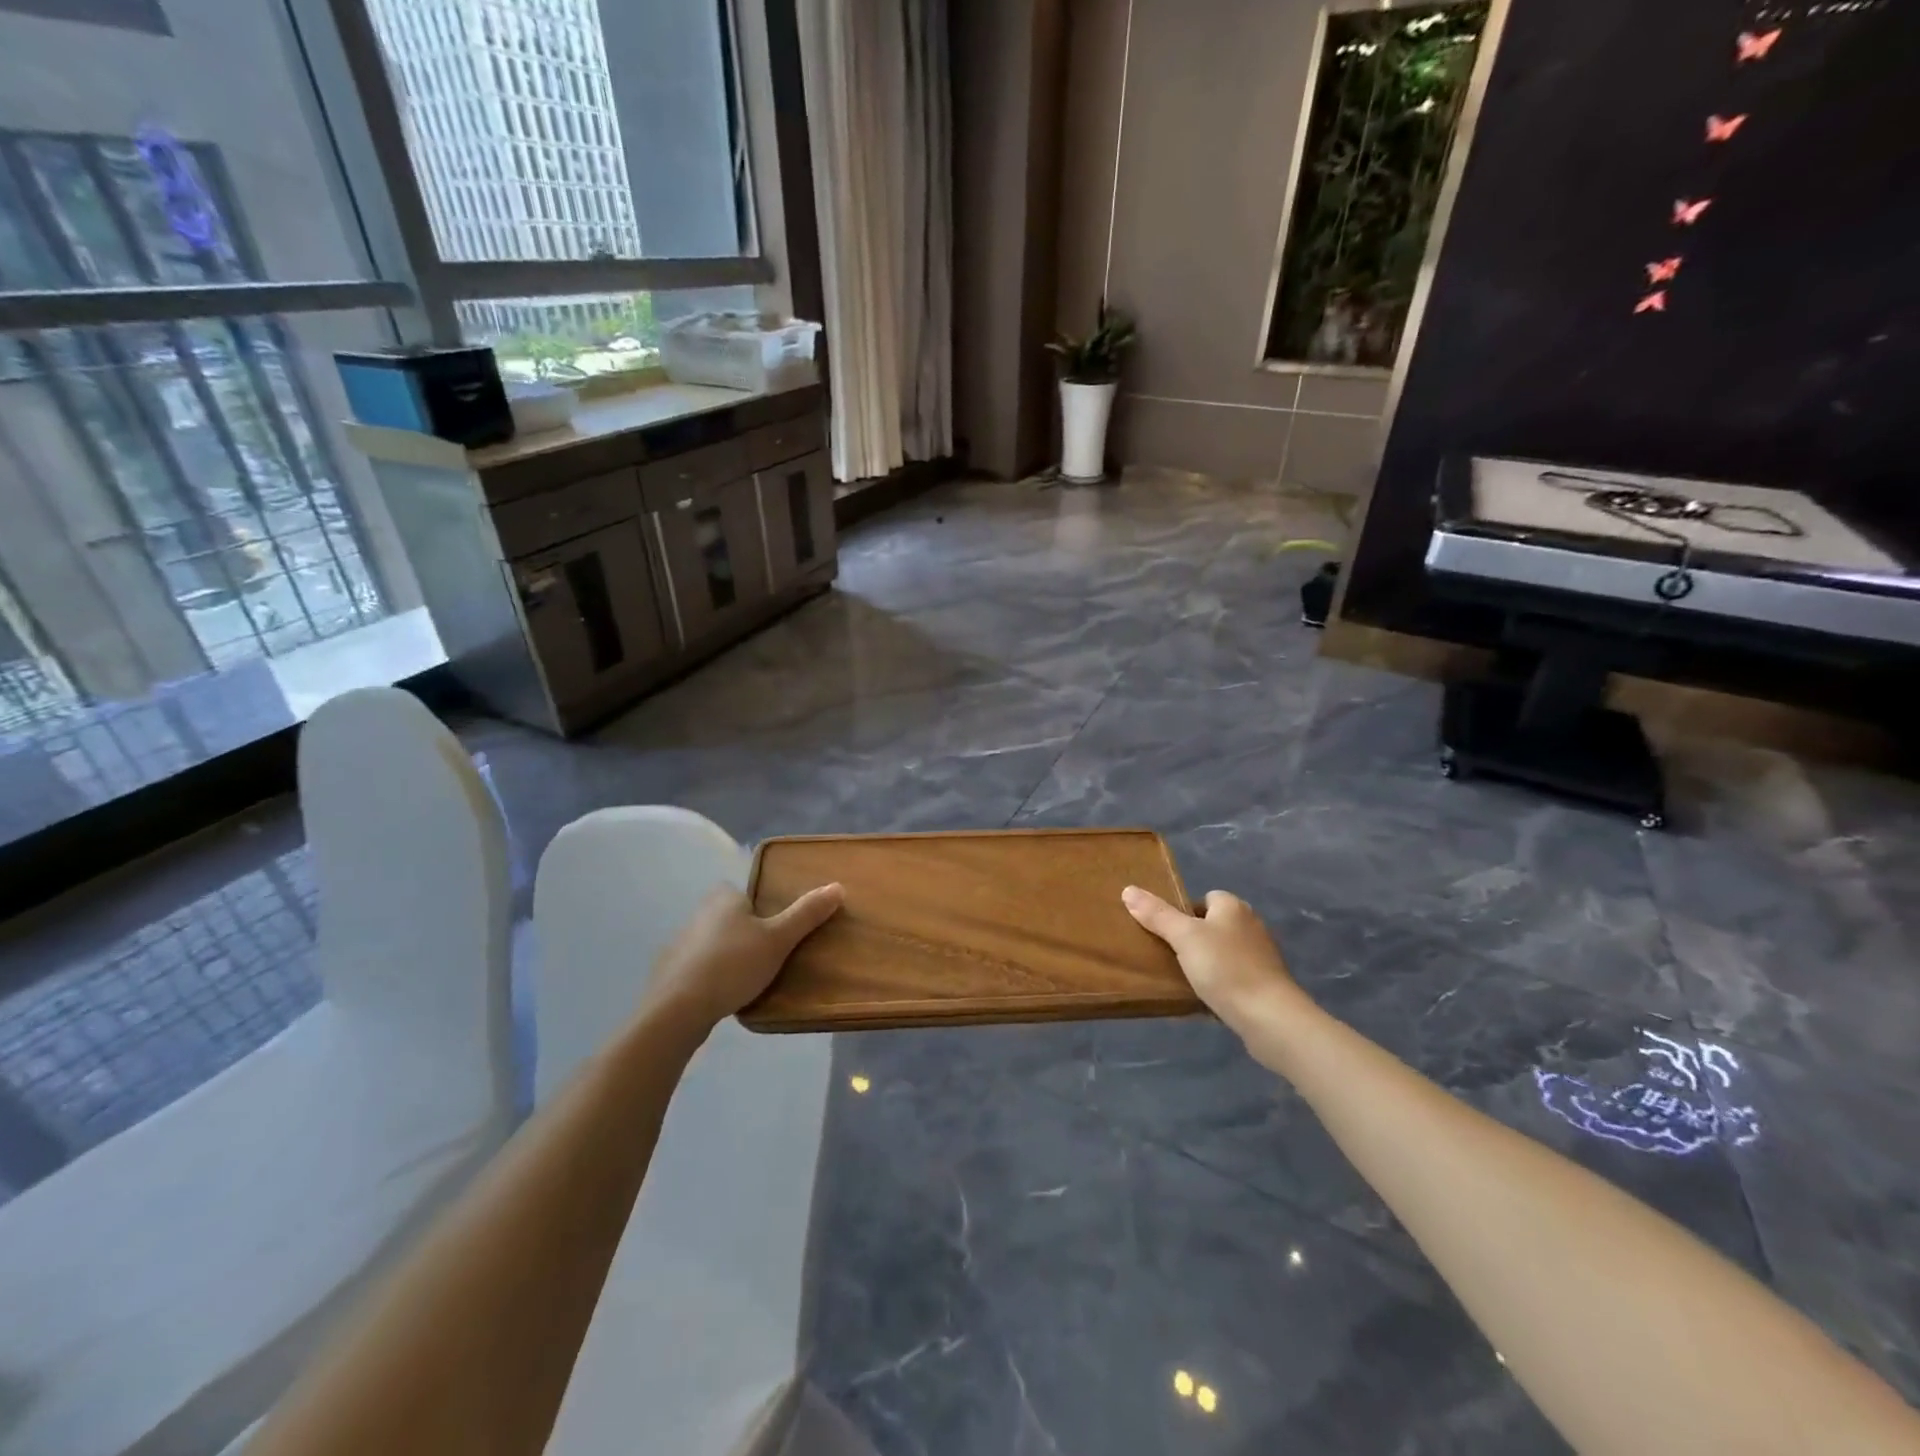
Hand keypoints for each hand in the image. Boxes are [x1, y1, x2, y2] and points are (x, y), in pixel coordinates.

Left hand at [643, 883, 844, 1035]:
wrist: (677, 1010)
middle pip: (729, 917)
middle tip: (770, 953)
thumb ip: (806, 914)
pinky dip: (710, 976)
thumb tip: (838, 886)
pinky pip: (698, 967)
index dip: (760, 907)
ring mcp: (679, 944)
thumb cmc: (733, 965)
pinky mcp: (669, 973)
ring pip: (713, 943)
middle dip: (746, 932)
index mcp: (723, 899)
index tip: (776, 927)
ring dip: (728, 955)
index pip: (744, 893)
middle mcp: (698, 914)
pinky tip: (724, 995)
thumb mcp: (778, 939)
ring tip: (749, 978)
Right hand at [1122, 886, 1308, 1037]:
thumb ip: (1157, 914)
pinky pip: (1234, 977)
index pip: (1206, 898)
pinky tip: (1206, 999)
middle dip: (1194, 938)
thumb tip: (1128, 889)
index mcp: (1233, 907)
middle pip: (1214, 925)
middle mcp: (1251, 925)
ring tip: (1183, 979)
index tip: (1167, 932)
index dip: (1185, 911)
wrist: (1270, 1018)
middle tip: (1169, 955)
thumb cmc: (1225, 968)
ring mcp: (1261, 956)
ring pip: (1224, 952)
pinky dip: (1221, 984)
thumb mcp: (1184, 937)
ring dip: (1207, 963)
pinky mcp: (1266, 984)